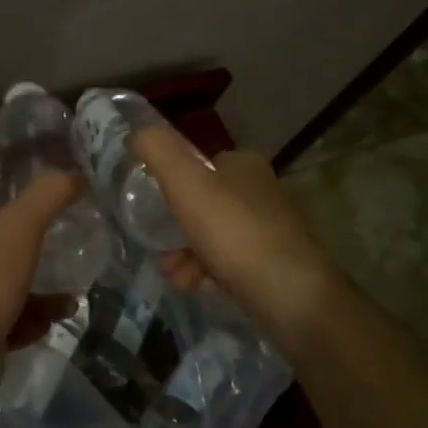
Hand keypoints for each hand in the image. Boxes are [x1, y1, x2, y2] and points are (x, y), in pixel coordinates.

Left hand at [0, 172, 82, 419]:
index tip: (57, 215)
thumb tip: (75, 174)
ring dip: (38, 295)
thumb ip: (46, 196)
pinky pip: (5, 327)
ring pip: (4, 293)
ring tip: (70, 299)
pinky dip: (29, 323)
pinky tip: (52, 324)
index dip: (21, 211)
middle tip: (68, 258)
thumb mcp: (17, 228)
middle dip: (34, 257)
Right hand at [134, 127, 344, 356]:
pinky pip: (230, 263)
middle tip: (160, 252)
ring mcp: (271, 229)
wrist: (291, 295)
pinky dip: (209, 273)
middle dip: (176, 230)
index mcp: (244, 165)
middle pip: (204, 205)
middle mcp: (262, 192)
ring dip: (187, 255)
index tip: (152, 210)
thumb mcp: (186, 183)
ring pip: (214, 237)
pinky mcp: (275, 264)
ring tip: (175, 277)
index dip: (171, 187)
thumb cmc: (234, 233)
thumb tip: (136, 132)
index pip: (198, 166)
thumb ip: (157, 150)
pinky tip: (198, 287)